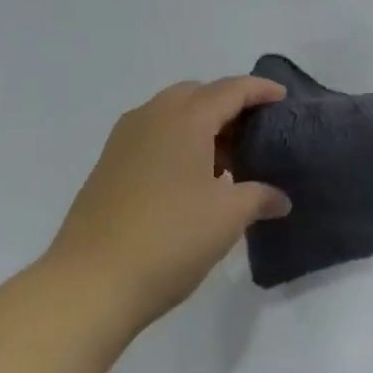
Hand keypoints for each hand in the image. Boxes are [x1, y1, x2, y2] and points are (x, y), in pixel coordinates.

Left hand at [44, 77, 290, 329]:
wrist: (89, 283)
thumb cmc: (169, 239)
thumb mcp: (227, 218)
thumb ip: (258, 197)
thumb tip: (280, 199)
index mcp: (185, 119)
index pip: (230, 89)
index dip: (260, 90)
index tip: (283, 98)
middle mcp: (152, 116)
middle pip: (198, 94)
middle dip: (228, 105)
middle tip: (253, 133)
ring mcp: (125, 139)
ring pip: (171, 113)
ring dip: (201, 125)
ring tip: (225, 161)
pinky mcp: (108, 164)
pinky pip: (153, 134)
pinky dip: (177, 141)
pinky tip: (189, 180)